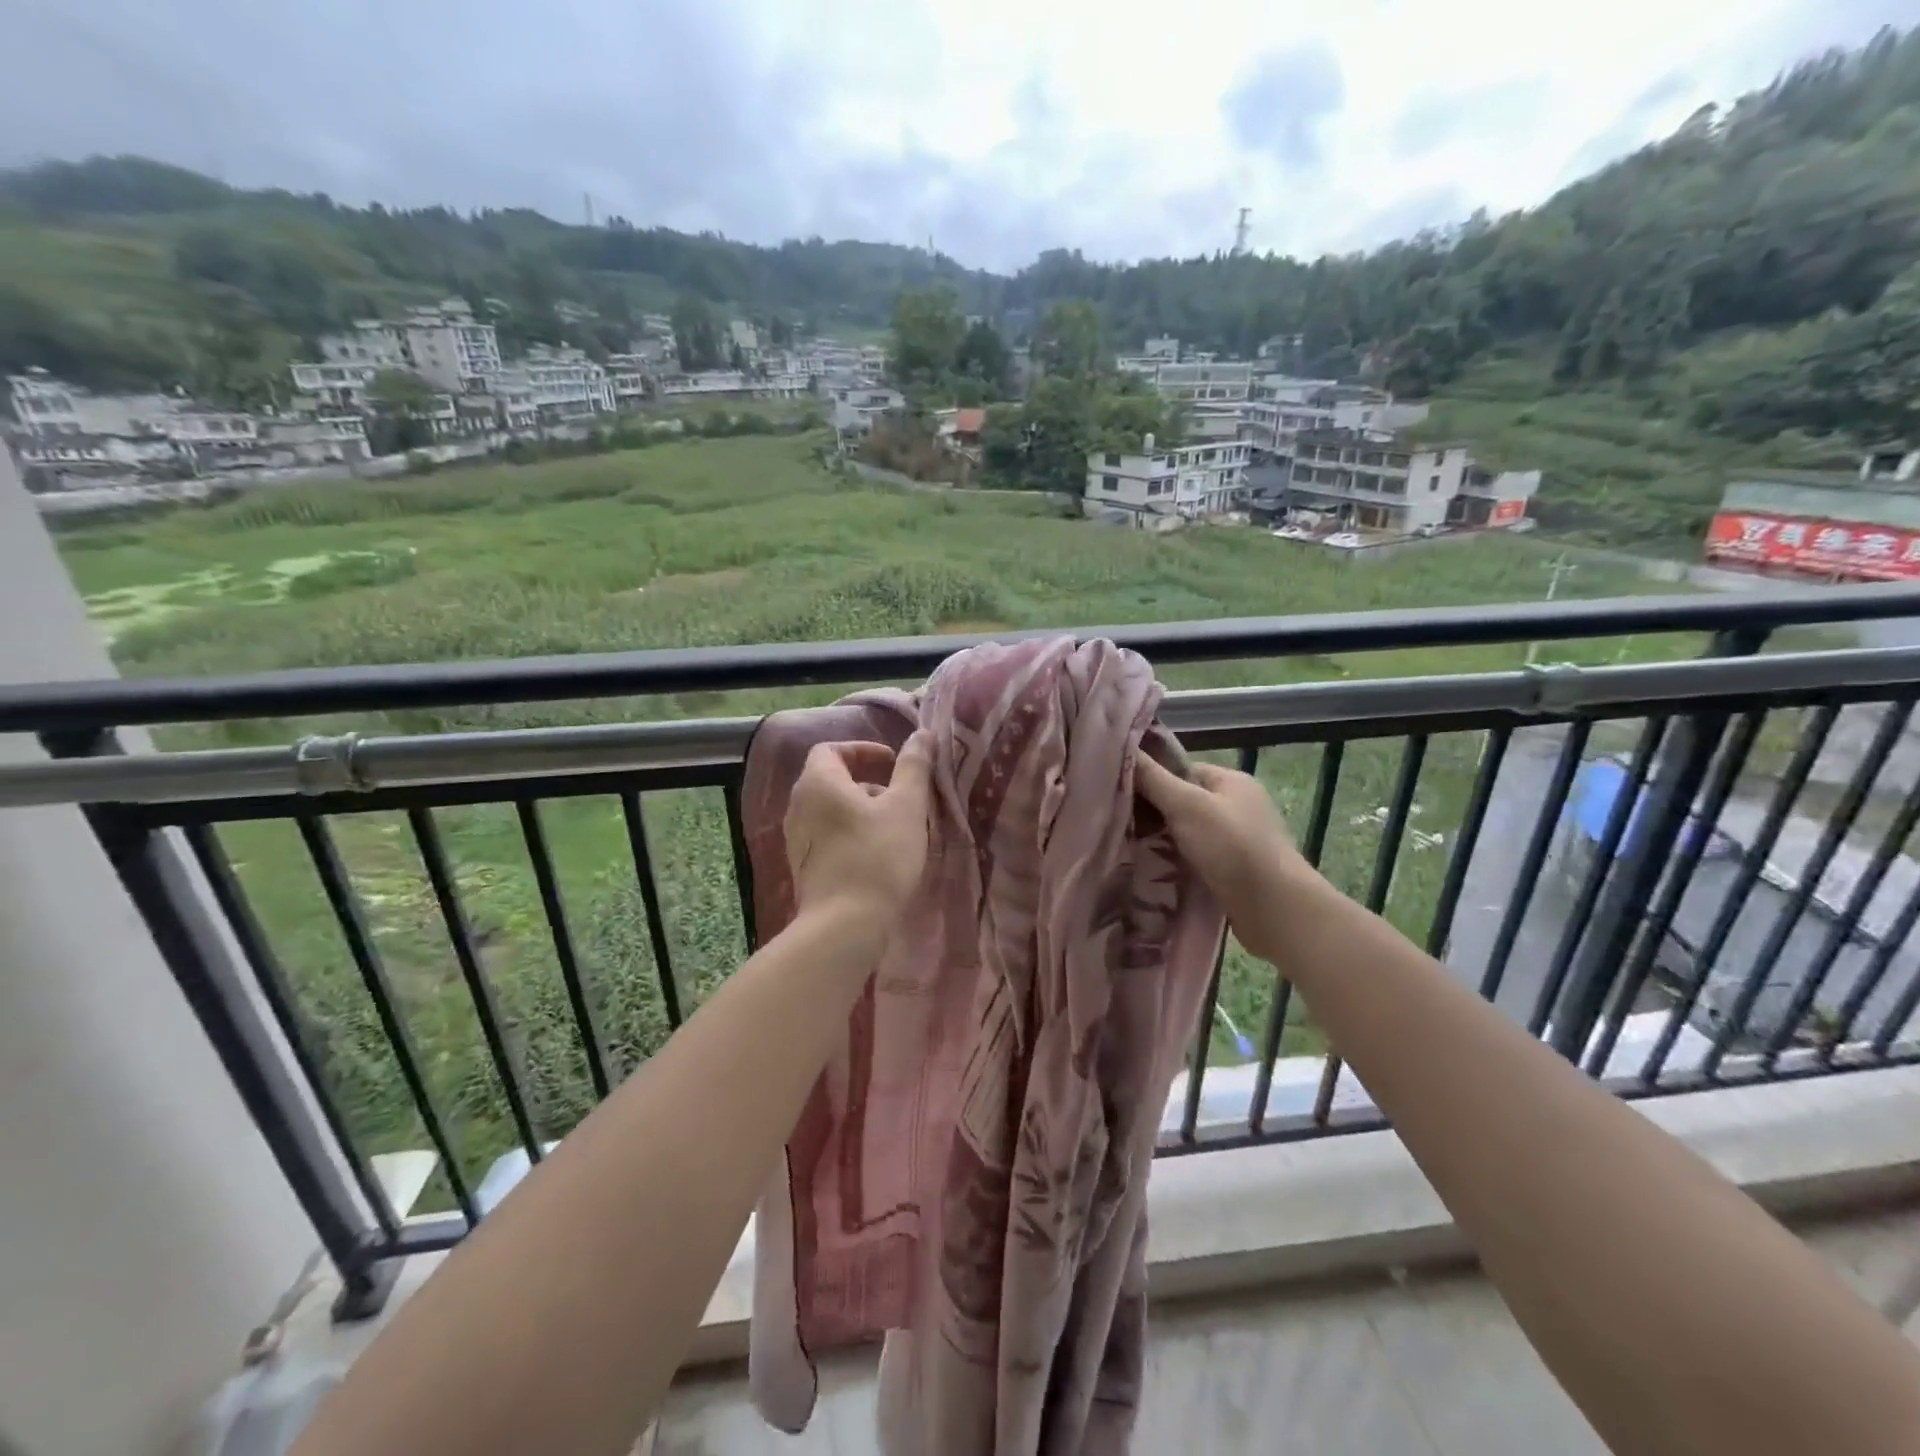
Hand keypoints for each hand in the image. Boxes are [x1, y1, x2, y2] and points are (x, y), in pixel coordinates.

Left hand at [785, 735, 934, 928]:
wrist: (844, 926)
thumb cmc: (878, 857)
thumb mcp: (906, 807)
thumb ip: (914, 767)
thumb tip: (922, 734)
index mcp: (818, 783)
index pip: (831, 749)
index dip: (862, 750)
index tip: (892, 764)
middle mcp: (798, 806)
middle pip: (831, 780)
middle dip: (868, 783)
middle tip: (901, 799)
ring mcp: (796, 840)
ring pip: (831, 811)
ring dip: (862, 811)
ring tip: (895, 829)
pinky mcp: (803, 867)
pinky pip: (827, 837)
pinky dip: (851, 834)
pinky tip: (878, 856)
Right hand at [1135, 755, 1311, 964]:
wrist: (1274, 909)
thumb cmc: (1232, 847)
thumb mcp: (1186, 805)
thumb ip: (1153, 778)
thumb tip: (1123, 749)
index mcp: (1231, 781)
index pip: (1181, 770)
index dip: (1151, 779)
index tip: (1119, 794)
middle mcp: (1236, 806)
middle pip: (1183, 801)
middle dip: (1154, 812)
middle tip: (1119, 823)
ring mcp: (1237, 839)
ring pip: (1187, 832)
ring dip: (1163, 840)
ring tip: (1128, 848)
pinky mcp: (1234, 870)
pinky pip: (1196, 857)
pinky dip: (1176, 861)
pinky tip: (1153, 869)